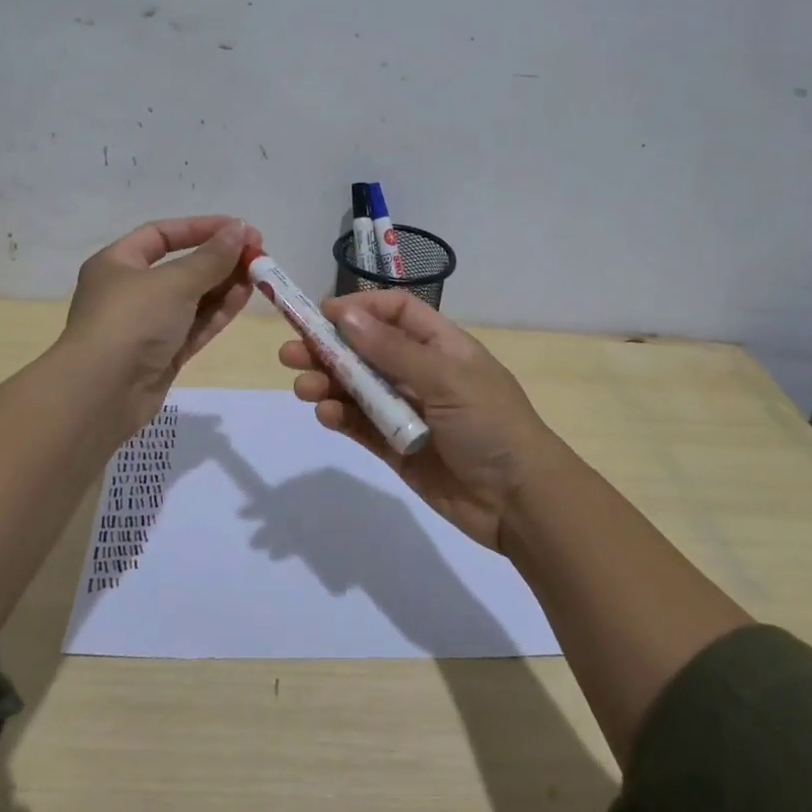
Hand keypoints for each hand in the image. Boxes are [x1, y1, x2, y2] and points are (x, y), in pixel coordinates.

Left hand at [61, 215, 257, 436]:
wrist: (100, 394)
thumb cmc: (130, 321)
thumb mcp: (173, 282)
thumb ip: (212, 257)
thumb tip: (241, 229)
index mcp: (117, 263)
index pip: (161, 235)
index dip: (200, 228)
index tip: (238, 228)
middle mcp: (130, 291)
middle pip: (181, 267)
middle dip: (219, 259)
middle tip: (257, 255)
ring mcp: (147, 325)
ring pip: (192, 298)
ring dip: (224, 285)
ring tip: (259, 275)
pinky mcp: (162, 354)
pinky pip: (195, 326)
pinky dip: (218, 312)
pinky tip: (244, 297)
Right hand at [277, 290, 555, 550]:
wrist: (520, 502)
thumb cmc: (490, 425)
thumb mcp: (445, 378)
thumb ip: (392, 350)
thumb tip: (345, 314)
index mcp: (442, 346)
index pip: (396, 312)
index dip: (360, 309)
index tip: (321, 315)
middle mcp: (423, 373)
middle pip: (368, 350)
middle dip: (330, 348)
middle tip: (291, 353)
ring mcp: (409, 412)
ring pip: (359, 389)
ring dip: (329, 383)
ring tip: (303, 387)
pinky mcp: (398, 448)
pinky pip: (363, 426)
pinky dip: (342, 418)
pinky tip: (326, 414)